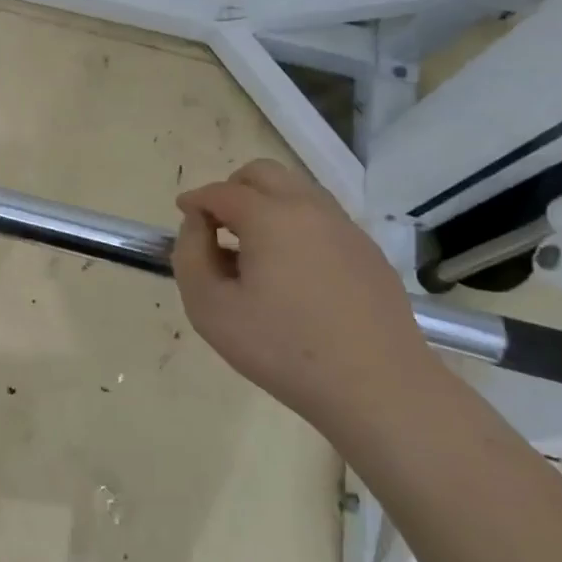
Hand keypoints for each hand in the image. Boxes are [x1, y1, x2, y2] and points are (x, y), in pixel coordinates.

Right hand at [172, 159, 430, 424]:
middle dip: (232, 189)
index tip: (183, 215)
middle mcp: (310, 209)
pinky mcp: (369, 253)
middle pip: (263, 174)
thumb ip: (191, 256)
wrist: (378, 388)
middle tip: (216, 224)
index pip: (222, 192)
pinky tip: (291, 271)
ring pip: (297, 191)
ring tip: (252, 248)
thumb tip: (198, 225)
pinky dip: (296, 225)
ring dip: (266, 204)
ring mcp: (346, 229)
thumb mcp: (210, 308)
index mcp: (271, 217)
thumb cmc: (283, 349)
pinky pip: (322, 219)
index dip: (195, 200)